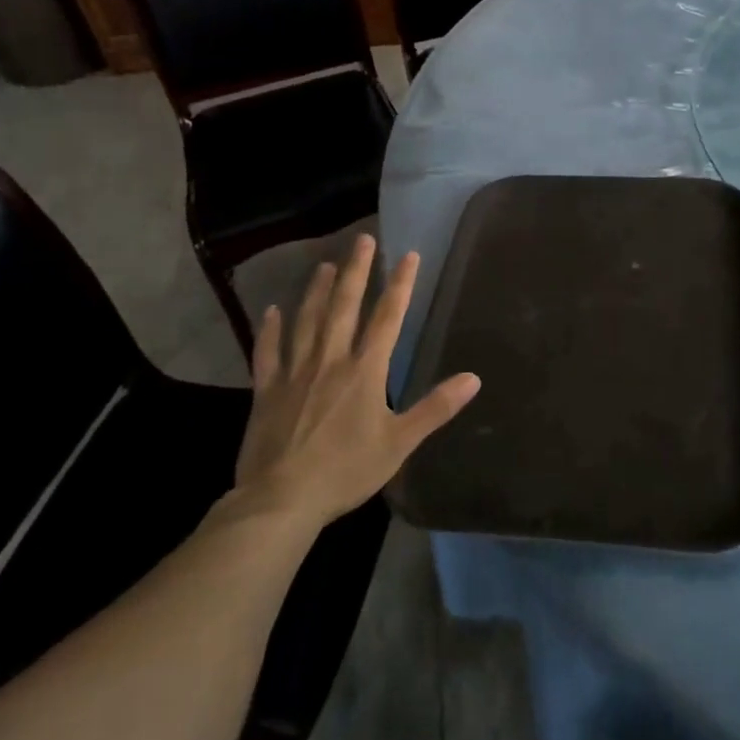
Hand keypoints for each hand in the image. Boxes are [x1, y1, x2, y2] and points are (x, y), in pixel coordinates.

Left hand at [226, 234, 479, 529]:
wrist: (281, 499)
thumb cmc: (346, 470)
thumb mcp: (399, 443)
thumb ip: (435, 408)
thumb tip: (473, 378)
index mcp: (365, 371)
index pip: (388, 318)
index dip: (401, 285)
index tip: (409, 255)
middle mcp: (330, 361)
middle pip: (345, 307)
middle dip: (358, 271)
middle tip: (363, 239)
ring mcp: (295, 373)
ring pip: (307, 321)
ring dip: (317, 291)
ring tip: (326, 265)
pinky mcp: (266, 391)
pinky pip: (267, 353)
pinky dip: (270, 330)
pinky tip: (271, 311)